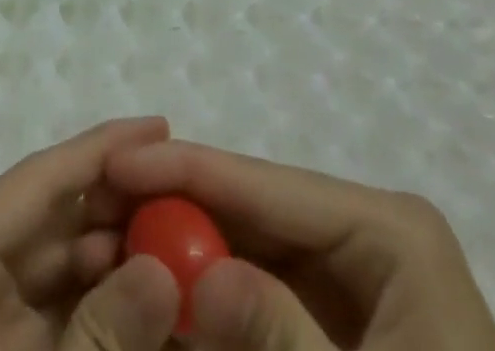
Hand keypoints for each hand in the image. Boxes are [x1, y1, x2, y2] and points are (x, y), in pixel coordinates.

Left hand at [0, 117, 181, 350]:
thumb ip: (104, 336)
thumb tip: (162, 265)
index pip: (37, 182)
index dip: (101, 149)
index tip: (160, 126)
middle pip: (52, 219)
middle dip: (118, 206)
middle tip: (185, 193)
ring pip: (61, 266)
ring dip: (119, 256)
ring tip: (182, 240)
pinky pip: (62, 313)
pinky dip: (108, 306)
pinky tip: (157, 299)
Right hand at [106, 141, 494, 350]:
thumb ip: (281, 338)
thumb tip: (197, 272)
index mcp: (388, 230)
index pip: (266, 183)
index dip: (186, 167)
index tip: (116, 162)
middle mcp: (367, 235)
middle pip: (252, 210)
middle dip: (178, 212)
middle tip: (106, 210)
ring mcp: (354, 276)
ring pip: (251, 250)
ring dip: (188, 254)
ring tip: (120, 246)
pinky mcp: (339, 318)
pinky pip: (265, 294)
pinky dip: (216, 301)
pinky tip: (171, 299)